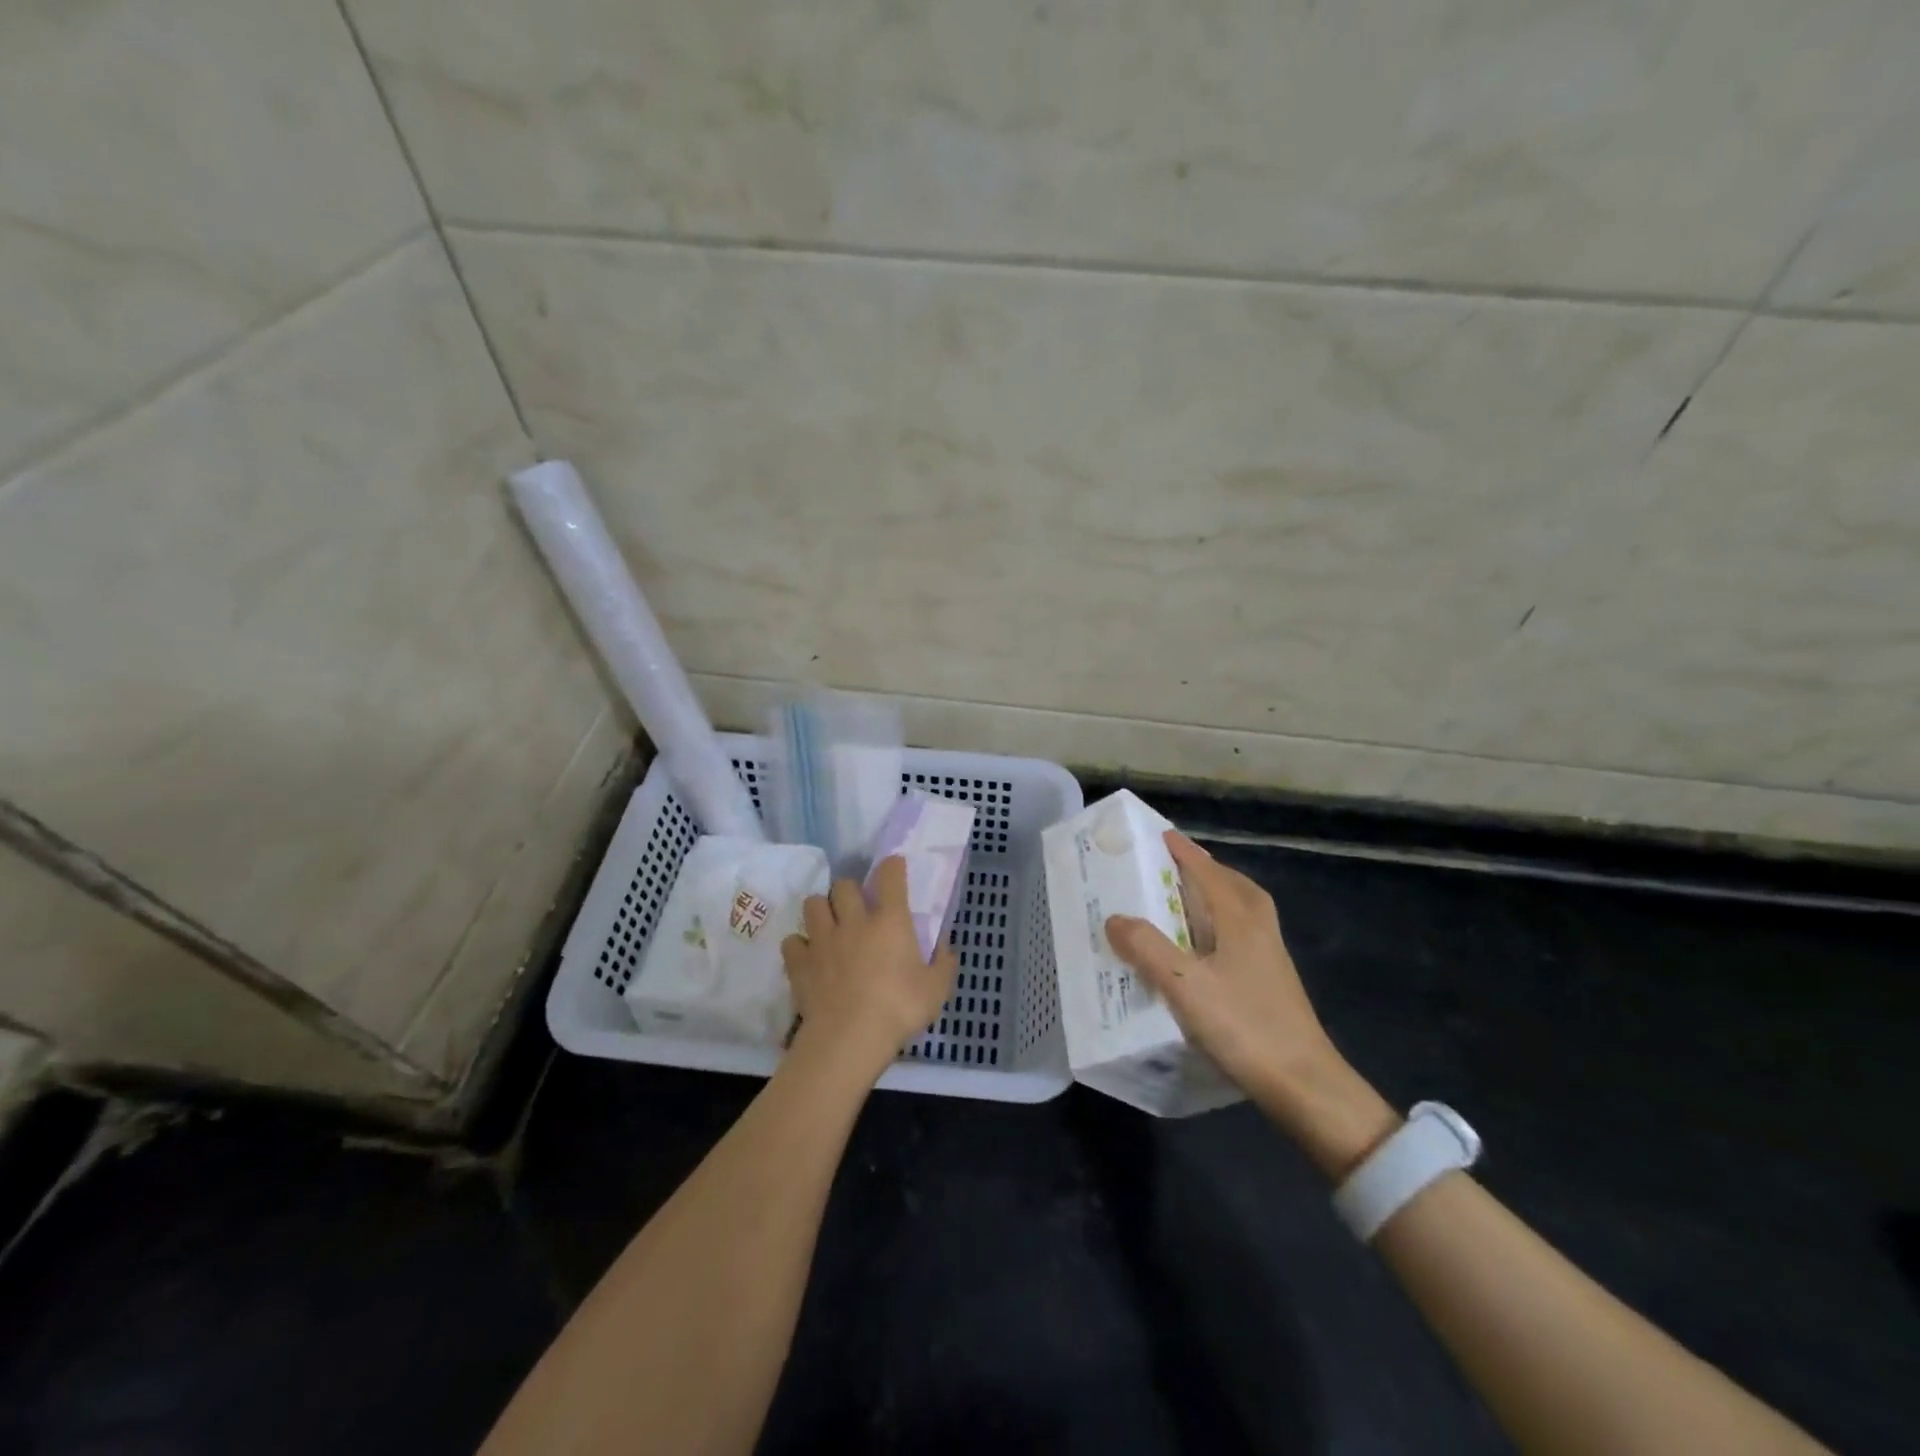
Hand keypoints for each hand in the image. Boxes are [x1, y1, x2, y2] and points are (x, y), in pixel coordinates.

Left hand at [781, 856, 957, 1080]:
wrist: (849, 1038)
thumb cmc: (899, 1010)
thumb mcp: (936, 990)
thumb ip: (943, 964)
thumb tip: (946, 947)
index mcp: (890, 921)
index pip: (890, 876)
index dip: (892, 867)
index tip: (894, 868)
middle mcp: (854, 921)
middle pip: (844, 885)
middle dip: (850, 892)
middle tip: (857, 910)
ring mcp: (822, 939)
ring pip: (813, 904)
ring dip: (822, 910)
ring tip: (829, 927)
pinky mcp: (799, 961)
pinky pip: (792, 941)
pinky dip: (799, 945)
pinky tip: (808, 957)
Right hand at [1106, 831, 1398, 1174]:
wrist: (1304, 1084)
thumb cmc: (1244, 1027)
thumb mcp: (1185, 987)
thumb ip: (1147, 948)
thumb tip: (1114, 918)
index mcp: (1239, 917)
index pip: (1205, 869)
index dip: (1180, 851)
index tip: (1155, 834)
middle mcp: (1257, 926)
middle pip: (1227, 882)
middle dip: (1198, 868)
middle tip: (1163, 866)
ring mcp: (1268, 953)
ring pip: (1236, 907)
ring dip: (1209, 895)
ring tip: (1176, 901)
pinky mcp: (1269, 978)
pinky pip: (1237, 931)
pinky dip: (1215, 923)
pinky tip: (1196, 947)